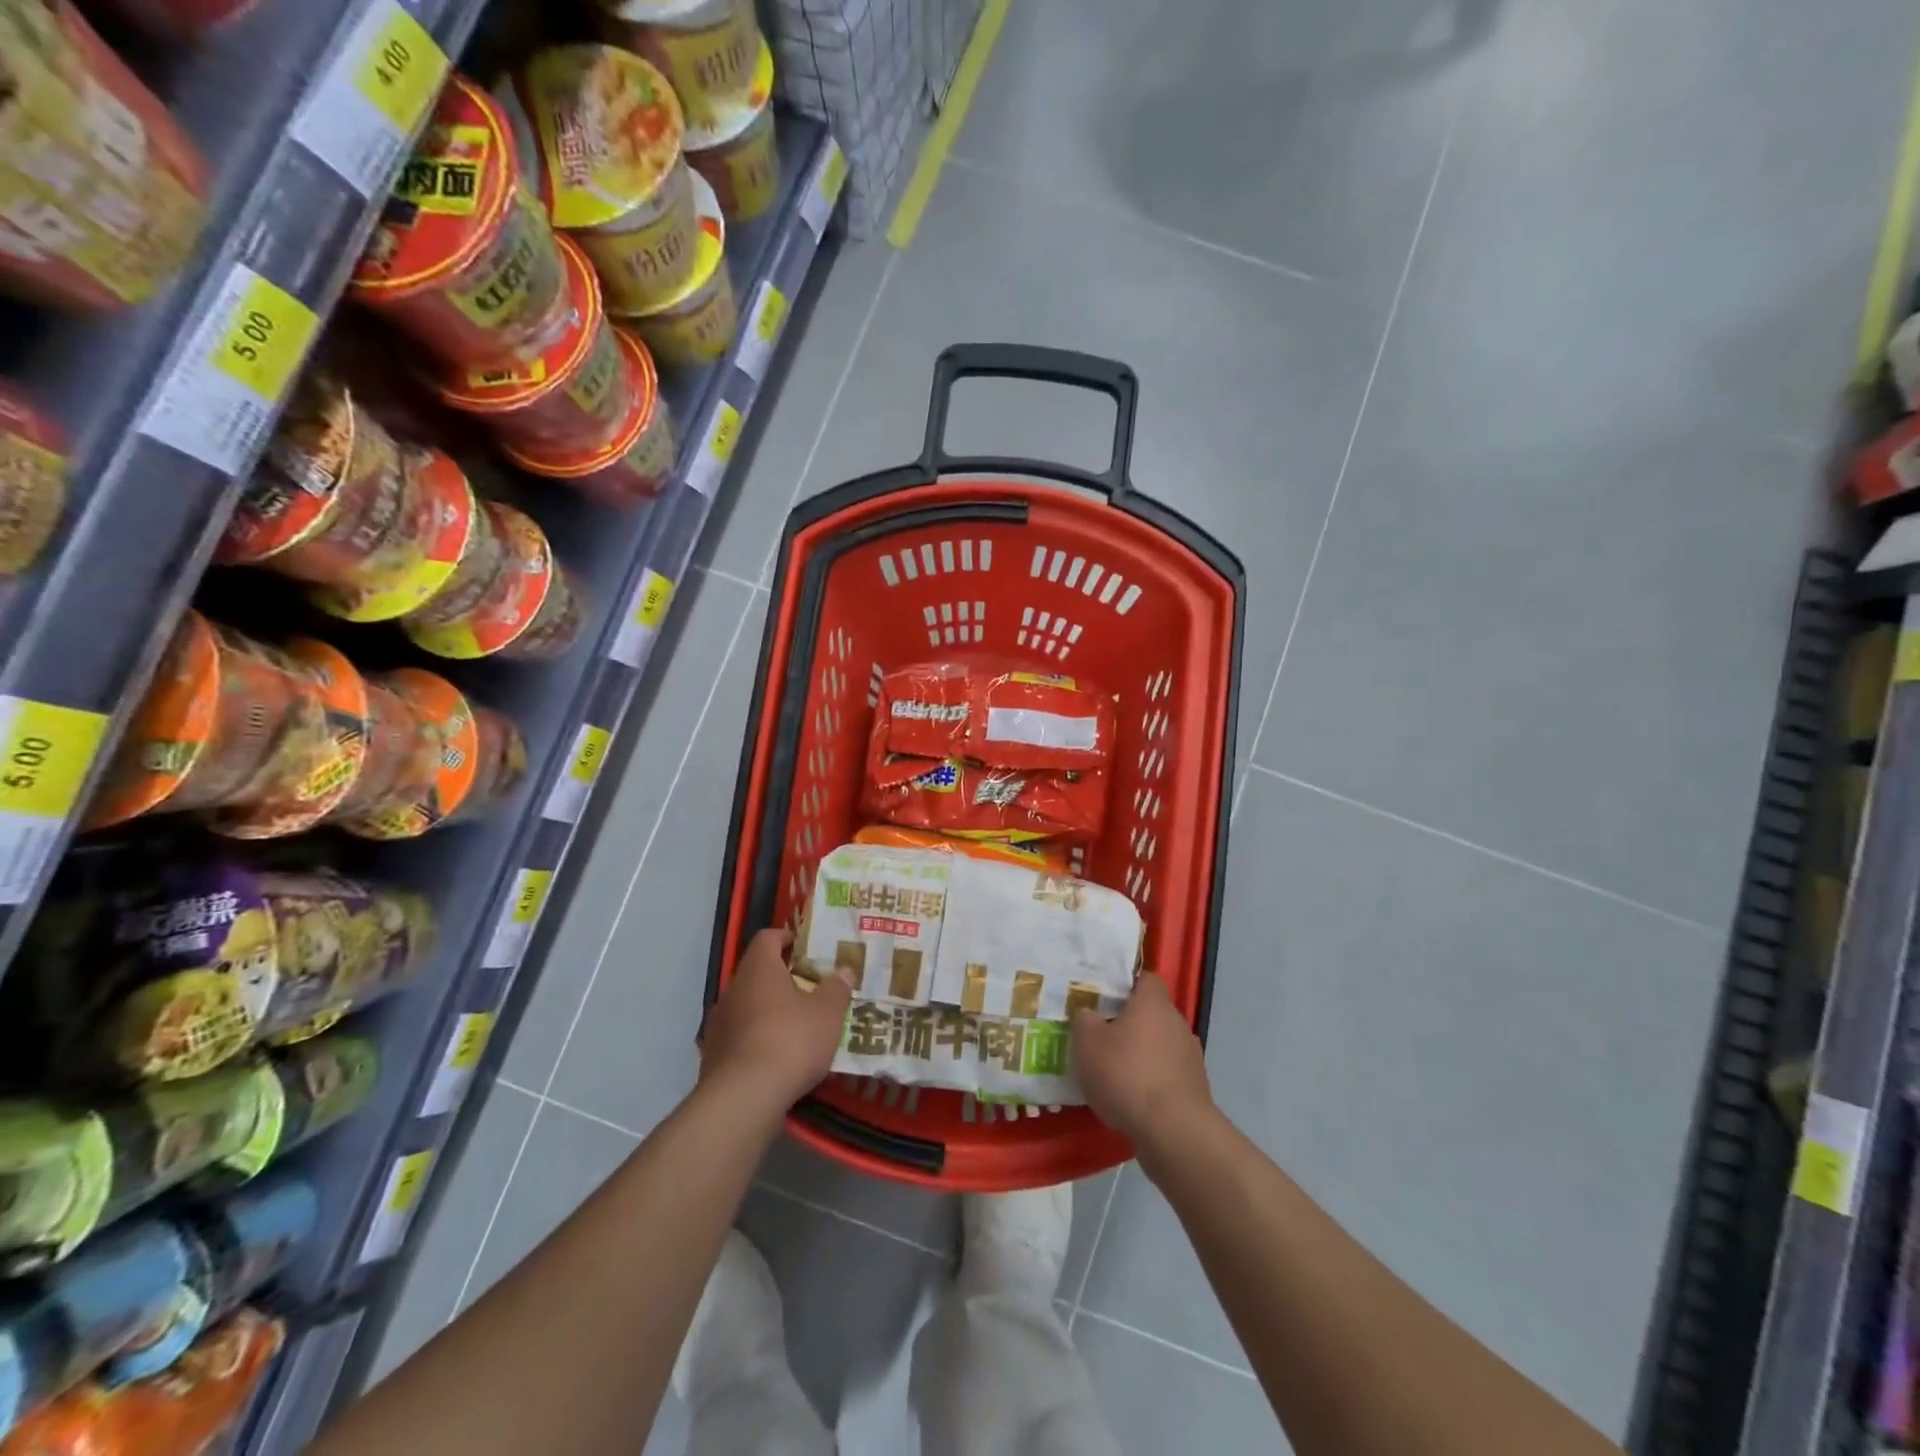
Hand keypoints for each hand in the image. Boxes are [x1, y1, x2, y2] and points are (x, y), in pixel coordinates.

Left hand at [699, 928, 853, 1115]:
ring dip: (770, 1011)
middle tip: (811, 990)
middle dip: (783, 979)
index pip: (768, 938)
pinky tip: (779, 1058)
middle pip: (758, 973)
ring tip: (798, 1027)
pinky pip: (741, 1037)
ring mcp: (719, 1024)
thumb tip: (844, 971)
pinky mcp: (713, 1056)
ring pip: (748, 1006)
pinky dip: (758, 1040)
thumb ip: (837, 988)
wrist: (743, 1099)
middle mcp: (733, 989)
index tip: (808, 949)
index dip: (788, 938)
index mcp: (758, 969)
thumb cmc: (790, 1040)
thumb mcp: (828, 1012)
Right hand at [1071, 972, 1213, 1146]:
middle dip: (1127, 1022)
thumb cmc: (1126, 1074)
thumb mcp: (1087, 1042)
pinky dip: (1150, 1080)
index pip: (1144, 979)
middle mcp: (1176, 1022)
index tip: (1102, 996)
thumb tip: (1089, 1014)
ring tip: (1112, 1071)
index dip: (1123, 984)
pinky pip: (1166, 1074)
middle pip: (1150, 1013)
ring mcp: (1190, 1056)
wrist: (1173, 1131)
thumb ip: (1084, 1020)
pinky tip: (1130, 1098)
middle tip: (1099, 1034)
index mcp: (1153, 1002)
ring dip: (1140, 1054)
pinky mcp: (1194, 1088)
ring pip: (1158, 1045)